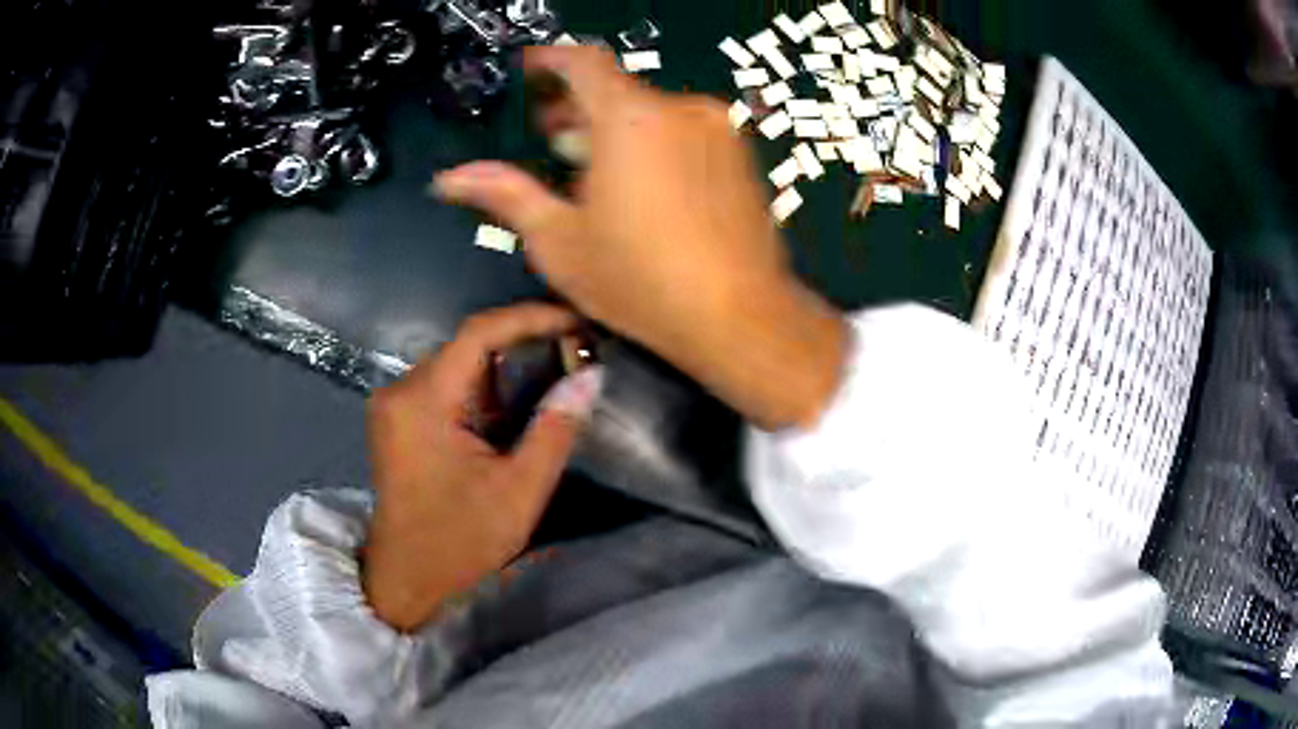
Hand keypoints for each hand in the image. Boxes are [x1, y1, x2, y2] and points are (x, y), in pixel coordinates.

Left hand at [363, 303, 601, 631]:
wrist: (405, 578)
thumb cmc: (459, 542)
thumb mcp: (519, 492)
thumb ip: (555, 430)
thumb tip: (590, 376)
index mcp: (423, 402)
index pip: (479, 332)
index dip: (531, 318)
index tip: (577, 322)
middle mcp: (401, 390)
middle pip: (467, 345)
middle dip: (523, 342)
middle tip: (576, 350)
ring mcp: (394, 403)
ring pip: (458, 363)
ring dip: (504, 367)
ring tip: (555, 372)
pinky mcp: (397, 419)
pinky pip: (445, 385)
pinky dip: (483, 388)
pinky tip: (513, 406)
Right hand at [435, 47, 846, 429]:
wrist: (740, 315)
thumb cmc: (640, 281)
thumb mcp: (560, 241)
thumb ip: (506, 195)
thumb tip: (451, 178)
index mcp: (630, 119)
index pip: (583, 63)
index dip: (550, 60)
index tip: (528, 70)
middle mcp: (679, 109)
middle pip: (617, 90)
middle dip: (577, 108)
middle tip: (549, 138)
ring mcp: (717, 130)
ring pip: (651, 112)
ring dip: (614, 128)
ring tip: (589, 168)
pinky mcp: (740, 155)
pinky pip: (684, 131)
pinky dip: (652, 142)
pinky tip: (640, 185)